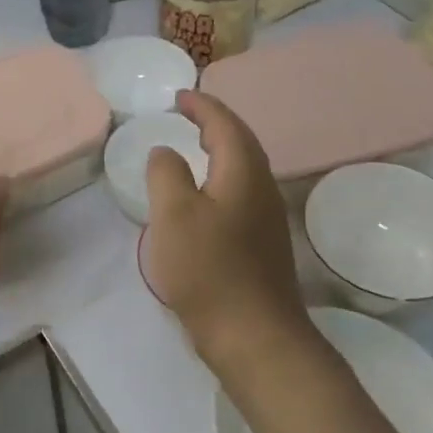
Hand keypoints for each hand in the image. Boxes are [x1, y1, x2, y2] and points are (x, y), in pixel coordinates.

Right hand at [143, 90, 317, 379]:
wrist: (254, 336)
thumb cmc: (209, 269)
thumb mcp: (173, 214)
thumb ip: (166, 173)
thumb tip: (167, 152)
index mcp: (243, 171)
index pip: (225, 123)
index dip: (202, 105)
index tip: (179, 96)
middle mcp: (262, 187)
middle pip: (241, 141)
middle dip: (215, 122)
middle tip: (187, 115)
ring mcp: (267, 217)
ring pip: (244, 167)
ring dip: (220, 149)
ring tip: (194, 146)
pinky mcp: (263, 242)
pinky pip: (241, 191)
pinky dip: (221, 176)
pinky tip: (205, 195)